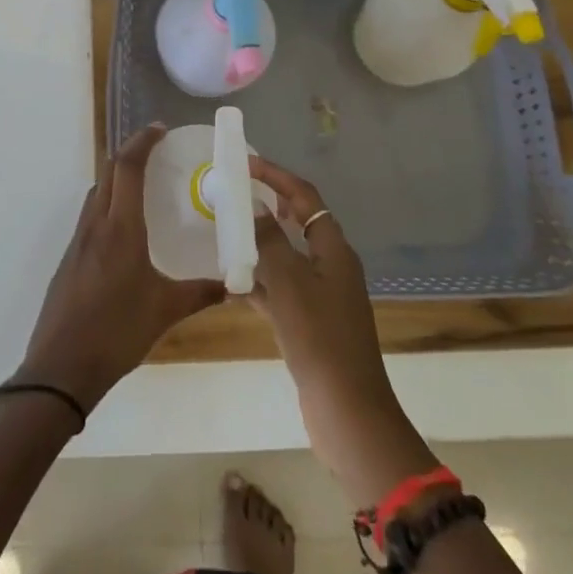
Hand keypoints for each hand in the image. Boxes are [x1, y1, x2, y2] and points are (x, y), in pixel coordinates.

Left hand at [18, 125, 225, 414]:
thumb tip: (235, 284)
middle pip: (108, 172)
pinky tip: (123, 226)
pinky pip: (90, 214)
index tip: (160, 130)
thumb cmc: (117, 332)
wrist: (61, 367)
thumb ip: (201, 293)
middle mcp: (96, 224)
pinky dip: (107, 201)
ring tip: (142, 182)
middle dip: (130, 152)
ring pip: (96, 191)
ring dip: (116, 176)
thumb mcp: (165, 311)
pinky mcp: (69, 257)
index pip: (127, 168)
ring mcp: (78, 240)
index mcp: (120, 228)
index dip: (142, 142)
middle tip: (155, 149)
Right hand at [250, 157, 438, 506]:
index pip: (304, 197)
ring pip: (288, 257)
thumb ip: (269, 242)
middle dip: (268, 205)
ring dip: (260, 244)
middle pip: (298, 223)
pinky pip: (282, 289)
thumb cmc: (318, 337)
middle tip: (235, 195)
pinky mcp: (312, 323)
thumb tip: (256, 211)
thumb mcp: (289, 282)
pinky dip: (261, 282)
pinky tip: (233, 284)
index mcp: (333, 249)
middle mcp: (332, 266)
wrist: (346, 409)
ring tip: (226, 233)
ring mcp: (324, 296)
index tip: (246, 164)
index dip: (277, 176)